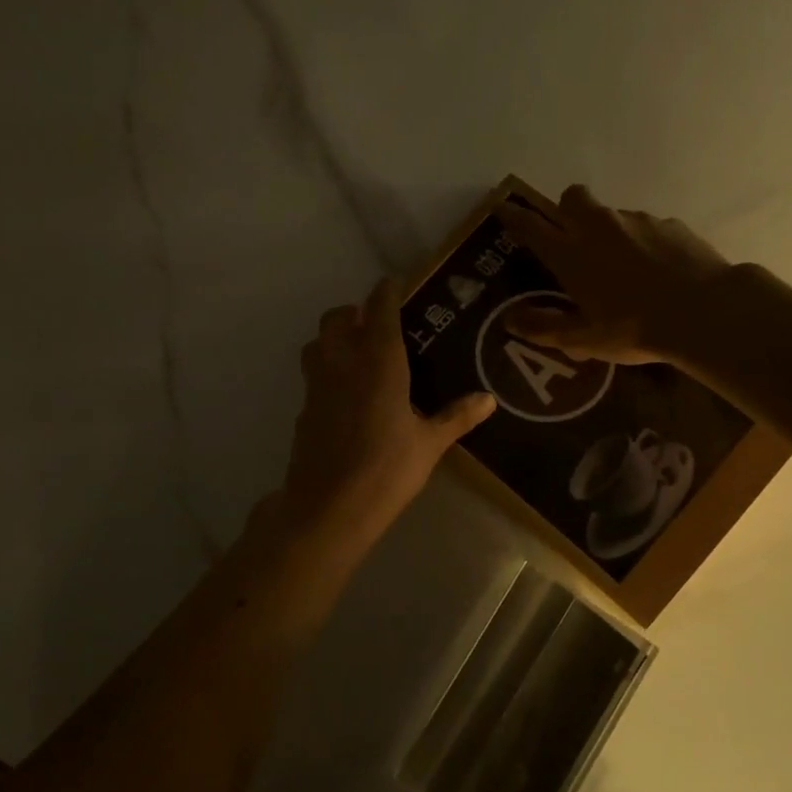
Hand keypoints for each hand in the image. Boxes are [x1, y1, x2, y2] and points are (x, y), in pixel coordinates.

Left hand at [278, 276, 496, 547]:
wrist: (328, 508)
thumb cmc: (386, 471)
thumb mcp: (430, 444)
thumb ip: (456, 417)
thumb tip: (488, 399)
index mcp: (379, 364)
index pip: (379, 311)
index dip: (386, 292)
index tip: (394, 283)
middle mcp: (343, 364)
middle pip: (337, 319)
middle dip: (354, 312)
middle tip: (377, 325)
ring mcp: (317, 387)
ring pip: (317, 343)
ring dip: (334, 338)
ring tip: (358, 354)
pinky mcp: (303, 410)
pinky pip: (313, 376)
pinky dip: (327, 372)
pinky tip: (345, 396)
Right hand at [495, 185, 731, 365]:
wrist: (703, 311)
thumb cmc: (634, 328)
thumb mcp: (584, 339)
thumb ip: (545, 328)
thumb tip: (510, 320)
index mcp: (571, 253)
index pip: (531, 227)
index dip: (514, 217)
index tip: (504, 209)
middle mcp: (599, 227)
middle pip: (571, 198)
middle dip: (565, 209)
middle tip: (571, 238)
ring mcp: (637, 221)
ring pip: (611, 213)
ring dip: (607, 231)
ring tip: (623, 267)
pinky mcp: (670, 224)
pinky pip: (646, 226)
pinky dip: (643, 242)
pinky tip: (656, 271)